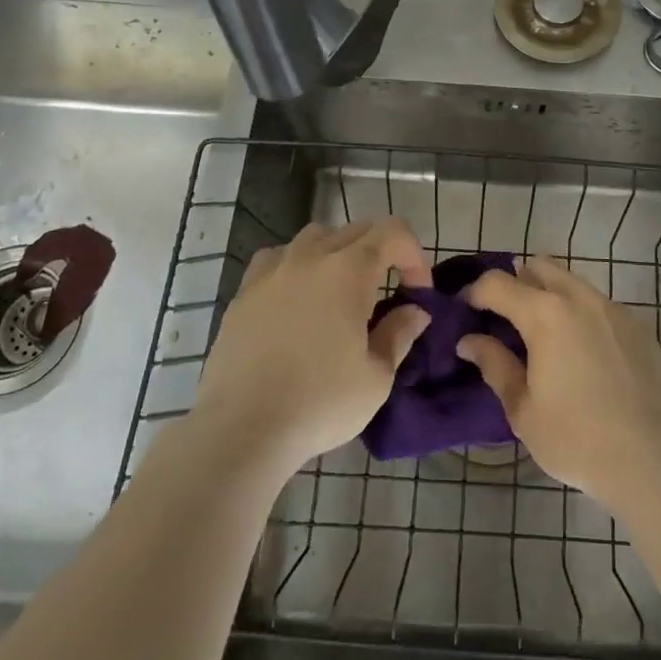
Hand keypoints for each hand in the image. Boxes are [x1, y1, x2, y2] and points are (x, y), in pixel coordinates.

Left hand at [191, 218, 432, 473]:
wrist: (242, 428)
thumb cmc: (320, 403)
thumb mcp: (376, 377)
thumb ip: (399, 334)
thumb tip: (414, 311)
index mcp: (349, 270)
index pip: (393, 232)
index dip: (414, 256)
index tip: (418, 294)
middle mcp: (311, 256)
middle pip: (357, 230)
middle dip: (382, 253)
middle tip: (388, 294)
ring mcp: (273, 270)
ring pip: (316, 237)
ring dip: (339, 253)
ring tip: (342, 292)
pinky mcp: (244, 291)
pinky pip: (278, 258)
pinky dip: (297, 266)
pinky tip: (297, 297)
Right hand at [459, 256, 660, 513]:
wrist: (652, 460)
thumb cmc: (576, 438)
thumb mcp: (522, 409)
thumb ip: (494, 365)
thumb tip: (469, 341)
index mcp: (545, 314)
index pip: (497, 283)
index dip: (475, 292)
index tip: (465, 310)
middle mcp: (579, 298)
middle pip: (539, 267)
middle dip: (516, 284)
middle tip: (506, 319)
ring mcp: (614, 309)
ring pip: (572, 283)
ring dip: (551, 296)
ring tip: (544, 337)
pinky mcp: (639, 327)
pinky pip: (600, 305)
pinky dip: (581, 315)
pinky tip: (582, 353)